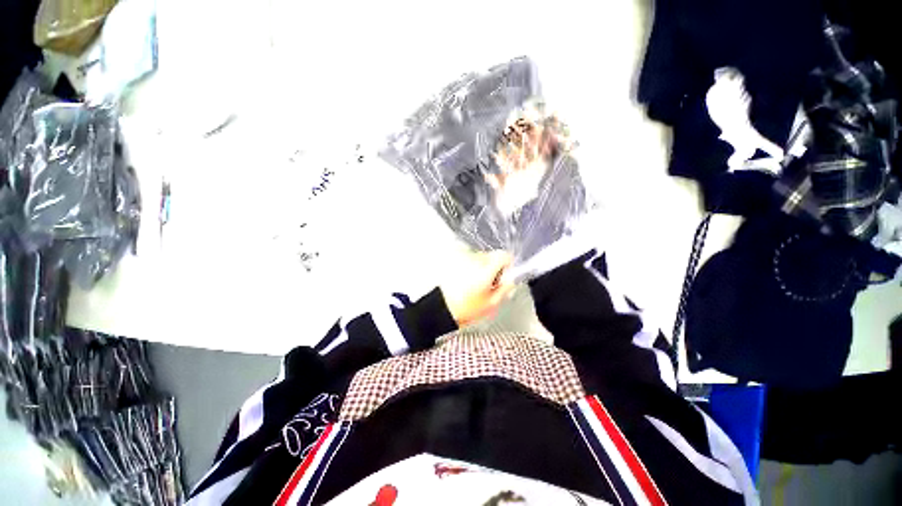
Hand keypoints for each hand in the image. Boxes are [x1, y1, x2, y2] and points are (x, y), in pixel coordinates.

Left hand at [440, 251, 515, 326]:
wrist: (442, 307)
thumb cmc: (463, 308)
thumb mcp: (491, 304)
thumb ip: (505, 289)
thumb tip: (511, 280)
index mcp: (486, 270)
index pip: (504, 256)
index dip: (508, 264)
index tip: (506, 272)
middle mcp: (474, 260)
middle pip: (492, 257)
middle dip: (494, 268)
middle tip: (491, 283)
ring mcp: (463, 259)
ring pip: (480, 258)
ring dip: (481, 267)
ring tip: (476, 284)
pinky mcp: (454, 260)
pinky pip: (468, 260)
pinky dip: (470, 267)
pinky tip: (467, 281)